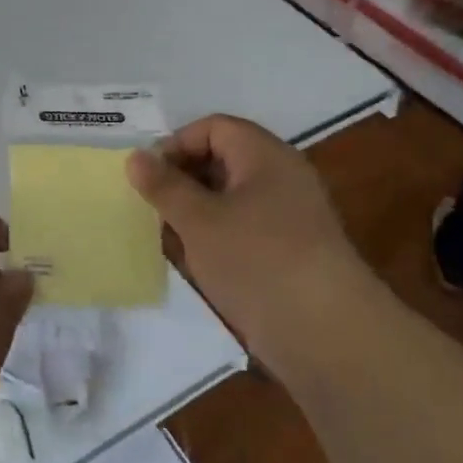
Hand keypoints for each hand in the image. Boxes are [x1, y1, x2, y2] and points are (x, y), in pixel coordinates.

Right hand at [125, 115, 365, 362]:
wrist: (326, 334)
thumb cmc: (256, 259)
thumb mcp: (199, 219)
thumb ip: (164, 186)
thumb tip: (136, 157)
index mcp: (265, 156)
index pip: (214, 128)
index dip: (176, 144)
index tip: (147, 176)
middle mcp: (280, 178)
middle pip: (222, 160)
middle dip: (182, 180)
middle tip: (150, 207)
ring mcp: (287, 218)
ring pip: (229, 199)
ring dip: (194, 213)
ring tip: (166, 237)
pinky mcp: (288, 254)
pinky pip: (242, 230)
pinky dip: (215, 239)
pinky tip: (194, 263)